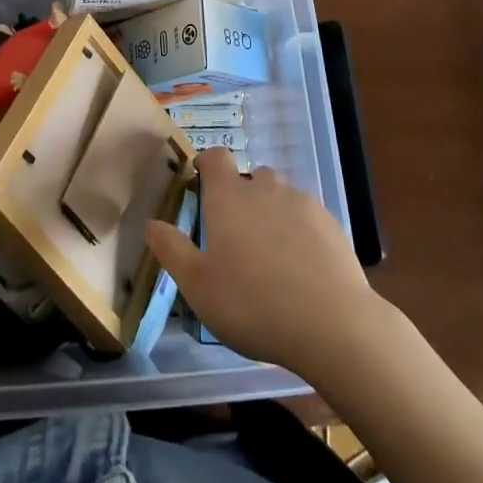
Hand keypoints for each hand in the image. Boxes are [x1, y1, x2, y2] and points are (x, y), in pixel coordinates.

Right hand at [146, 148, 379, 375]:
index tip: (201, 178)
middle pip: (251, 177)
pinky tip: (301, 267)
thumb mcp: (198, 286)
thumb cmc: (252, 304)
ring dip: (272, 212)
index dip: (207, 163)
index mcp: (229, 197)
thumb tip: (152, 224)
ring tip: (270, 253)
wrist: (331, 324)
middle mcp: (265, 189)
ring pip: (281, 196)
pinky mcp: (330, 224)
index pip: (216, 158)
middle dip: (242, 195)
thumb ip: (172, 250)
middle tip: (236, 234)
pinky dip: (299, 231)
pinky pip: (307, 217)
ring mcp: (302, 203)